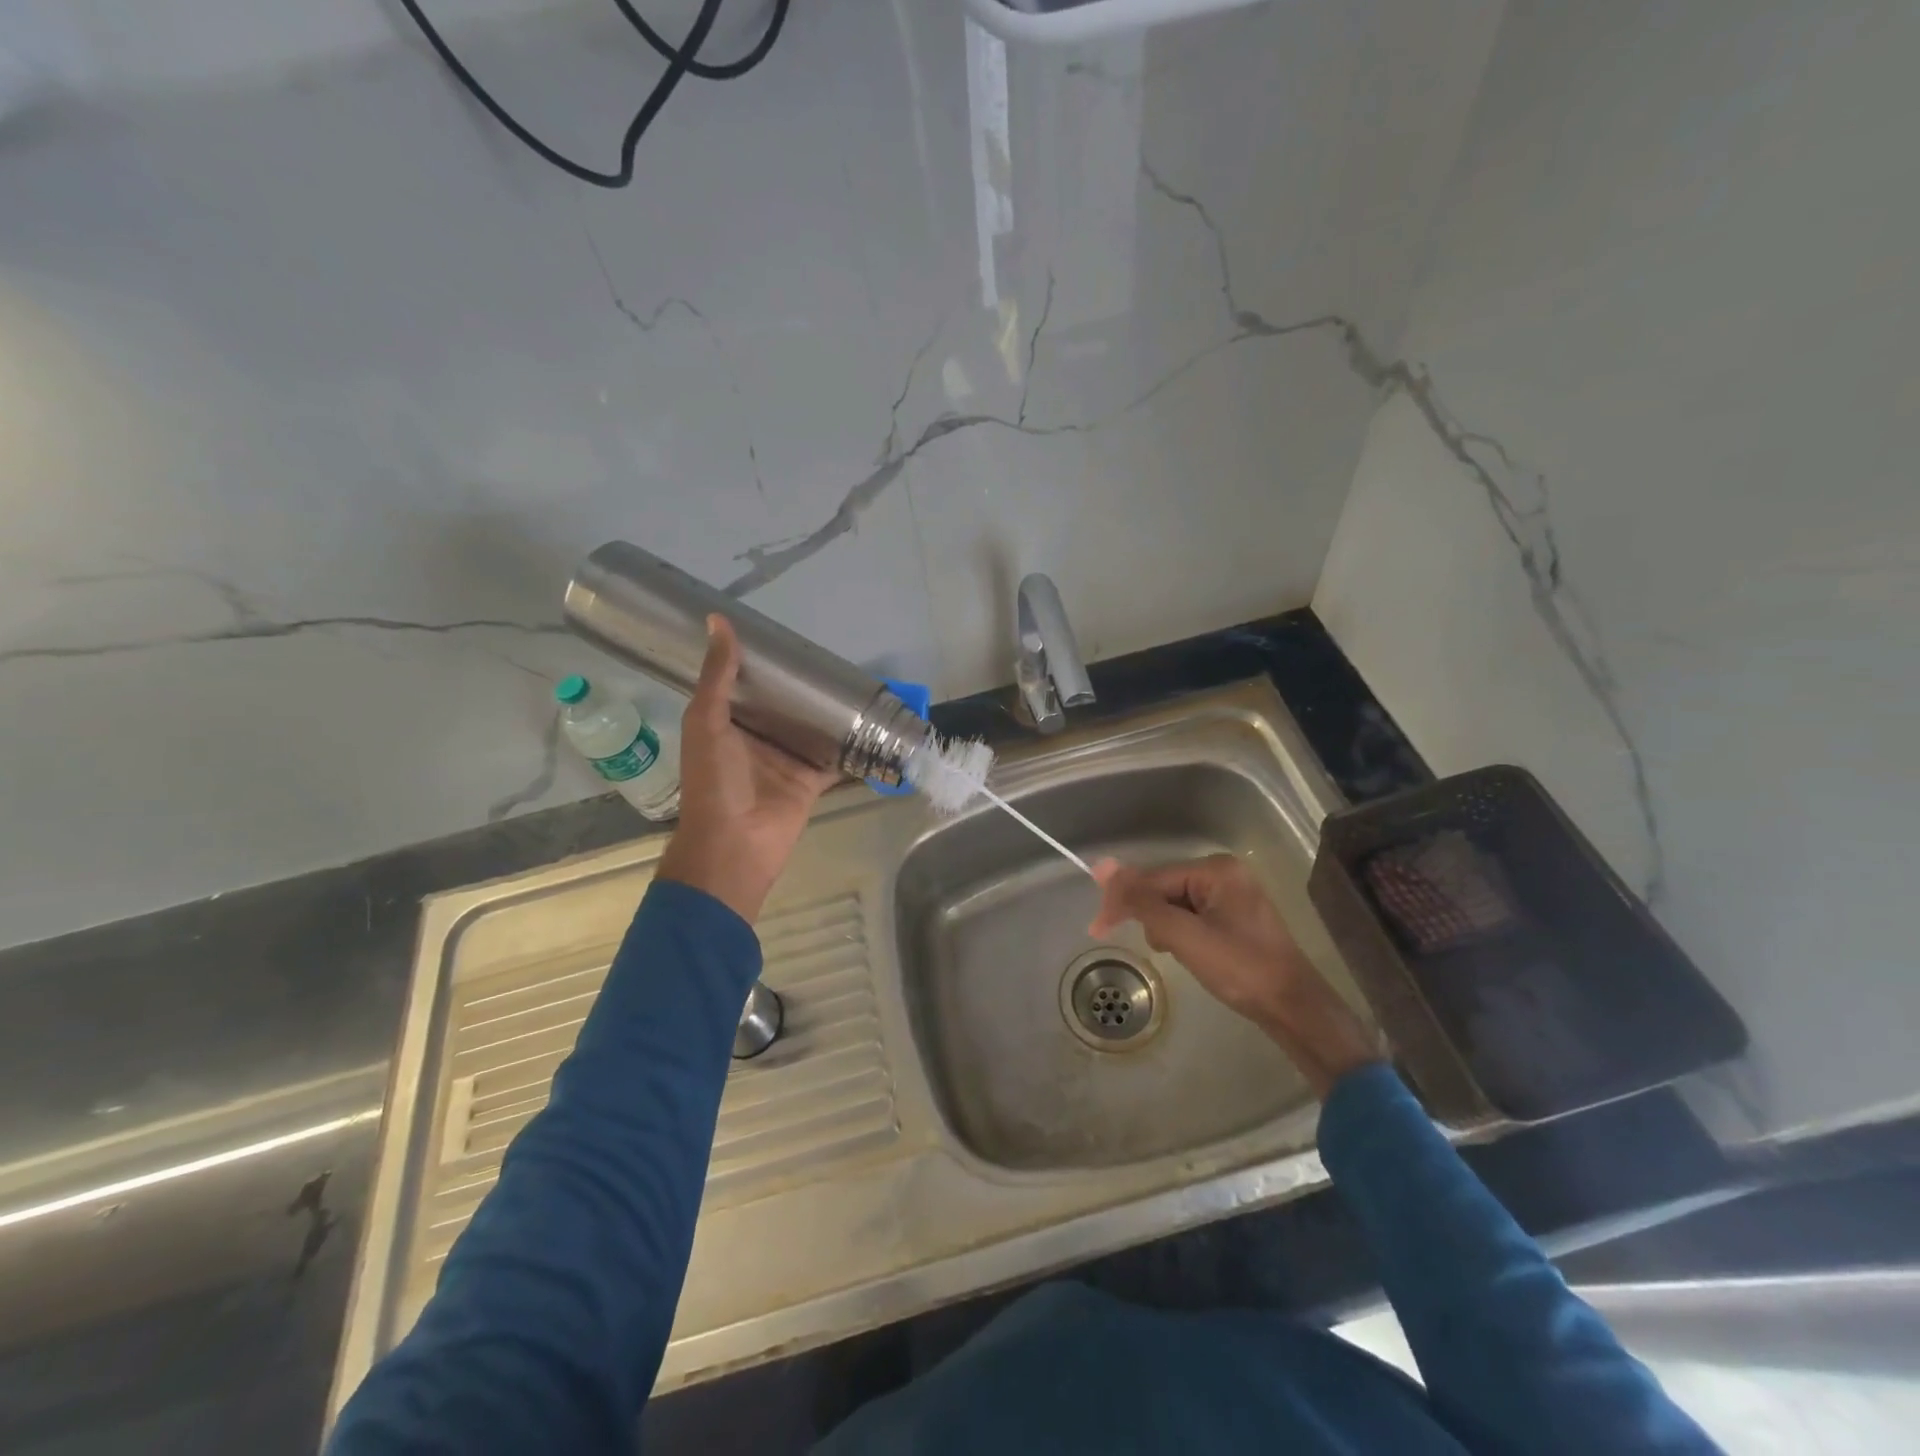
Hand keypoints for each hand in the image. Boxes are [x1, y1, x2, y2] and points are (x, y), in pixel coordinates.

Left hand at [656, 615, 839, 923]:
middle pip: (785, 705)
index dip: (764, 663)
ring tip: (858, 680)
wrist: (735, 843)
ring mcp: (787, 759)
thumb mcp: (707, 721)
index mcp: (728, 722)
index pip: (747, 684)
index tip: (786, 637)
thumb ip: (717, 676)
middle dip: (804, 685)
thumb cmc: (714, 781)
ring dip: (830, 710)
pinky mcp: (811, 779)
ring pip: (812, 727)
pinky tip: (874, 721)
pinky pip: (835, 756)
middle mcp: (759, 738)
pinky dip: (852, 743)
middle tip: (832, 656)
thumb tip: (718, 621)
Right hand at [1089, 854, 1380, 1097]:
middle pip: (1163, 888)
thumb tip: (1101, 866)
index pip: (1153, 878)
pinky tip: (1188, 953)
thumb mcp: (1184, 936)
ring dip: (1165, 928)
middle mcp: (1224, 873)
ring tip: (1176, 954)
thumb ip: (1143, 902)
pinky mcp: (1235, 916)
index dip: (1123, 902)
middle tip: (1146, 948)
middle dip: (1149, 917)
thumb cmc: (1240, 969)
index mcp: (1215, 869)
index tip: (1097, 929)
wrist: (1293, 1008)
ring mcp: (1232, 894)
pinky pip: (1192, 915)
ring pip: (1175, 904)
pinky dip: (1181, 934)